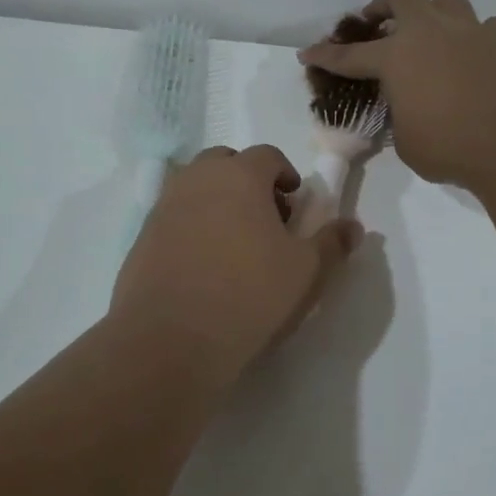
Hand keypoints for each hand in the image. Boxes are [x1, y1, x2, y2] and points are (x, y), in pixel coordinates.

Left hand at [112, 144, 363, 385]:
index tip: (294, 204)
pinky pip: (174, 218)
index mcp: (239, 176)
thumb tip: (353, 227)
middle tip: (266, 220)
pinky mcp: (142, 237)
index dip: (285, 174)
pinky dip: (192, 228)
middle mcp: (197, 180)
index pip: (267, 155)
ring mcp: (163, 207)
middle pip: (225, 164)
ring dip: (218, 203)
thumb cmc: (249, 296)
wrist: (169, 340)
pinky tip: (204, 268)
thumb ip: (332, 243)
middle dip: (248, 182)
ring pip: (196, 188)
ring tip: (235, 246)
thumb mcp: (306, 273)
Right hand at [299, 0, 495, 189]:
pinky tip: (477, 58)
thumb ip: (401, 116)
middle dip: (385, 6)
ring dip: (434, 12)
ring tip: (432, 33)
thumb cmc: (452, 146)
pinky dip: (476, 38)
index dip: (326, 56)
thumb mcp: (408, 141)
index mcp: (397, 57)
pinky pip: (487, 28)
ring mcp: (473, 31)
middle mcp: (432, 33)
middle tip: (378, 22)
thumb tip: (409, 109)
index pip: (351, 56)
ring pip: (449, 1)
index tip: (308, 53)